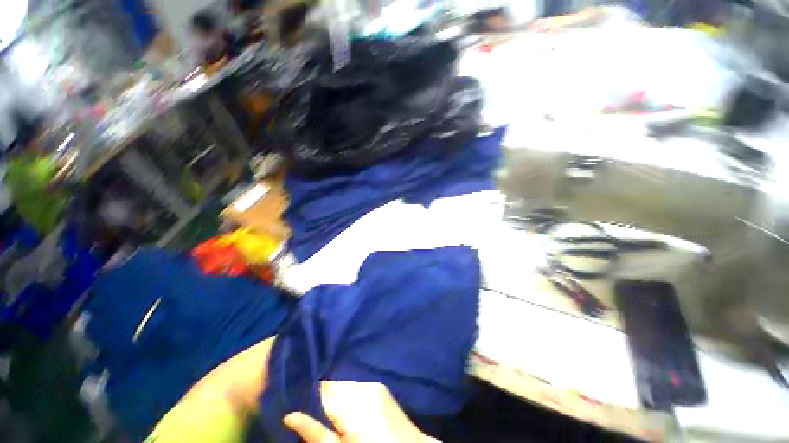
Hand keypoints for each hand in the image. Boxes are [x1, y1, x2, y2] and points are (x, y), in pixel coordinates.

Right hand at [284, 381, 438, 442]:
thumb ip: (315, 433)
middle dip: (323, 396)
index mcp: (352, 405)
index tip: (298, 403)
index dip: (308, 395)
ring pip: (344, 384)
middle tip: (316, 414)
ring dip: (336, 396)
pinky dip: (349, 395)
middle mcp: (363, 388)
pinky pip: (357, 386)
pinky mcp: (380, 386)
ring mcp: (374, 385)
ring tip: (334, 415)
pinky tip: (349, 410)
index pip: (322, 390)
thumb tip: (289, 416)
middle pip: (333, 385)